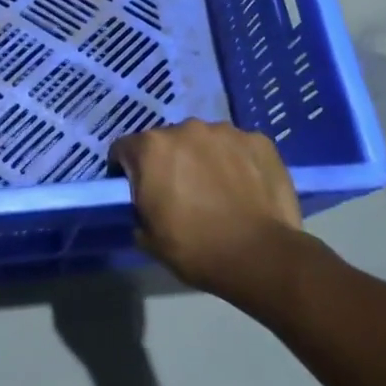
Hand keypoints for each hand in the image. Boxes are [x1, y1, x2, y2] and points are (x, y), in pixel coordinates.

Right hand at [111, 120, 307, 303]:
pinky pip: (238, 147)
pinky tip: (245, 187)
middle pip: (168, 141)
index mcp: (151, 148)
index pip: (124, 149)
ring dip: (204, 158)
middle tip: (181, 192)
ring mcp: (225, 132)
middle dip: (169, 161)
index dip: (126, 169)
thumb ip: (139, 208)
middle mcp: (185, 129)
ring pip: (205, 141)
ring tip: (218, 189)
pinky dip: (237, 161)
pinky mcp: (258, 141)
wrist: (260, 257)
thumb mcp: (148, 237)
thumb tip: (146, 205)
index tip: (136, 189)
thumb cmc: (196, 248)